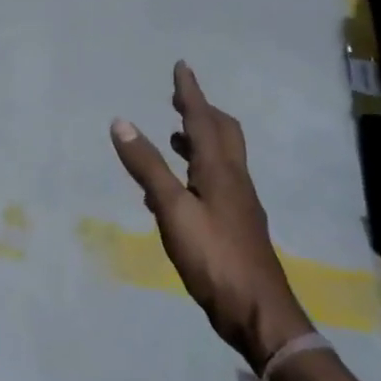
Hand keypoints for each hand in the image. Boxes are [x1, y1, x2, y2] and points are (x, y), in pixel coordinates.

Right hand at [110, 62, 311, 372]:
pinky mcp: (235, 225)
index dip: (191, 93)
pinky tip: (174, 190)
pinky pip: (213, 183)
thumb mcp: (173, 210)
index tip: (182, 67)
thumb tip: (121, 122)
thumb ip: (147, 167)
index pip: (204, 120)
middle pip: (223, 135)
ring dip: (199, 141)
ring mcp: (238, 204)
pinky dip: (194, 171)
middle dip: (201, 112)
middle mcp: (234, 180)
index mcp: (221, 170)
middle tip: (178, 100)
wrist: (258, 313)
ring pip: (220, 160)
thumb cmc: (214, 257)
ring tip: (174, 137)